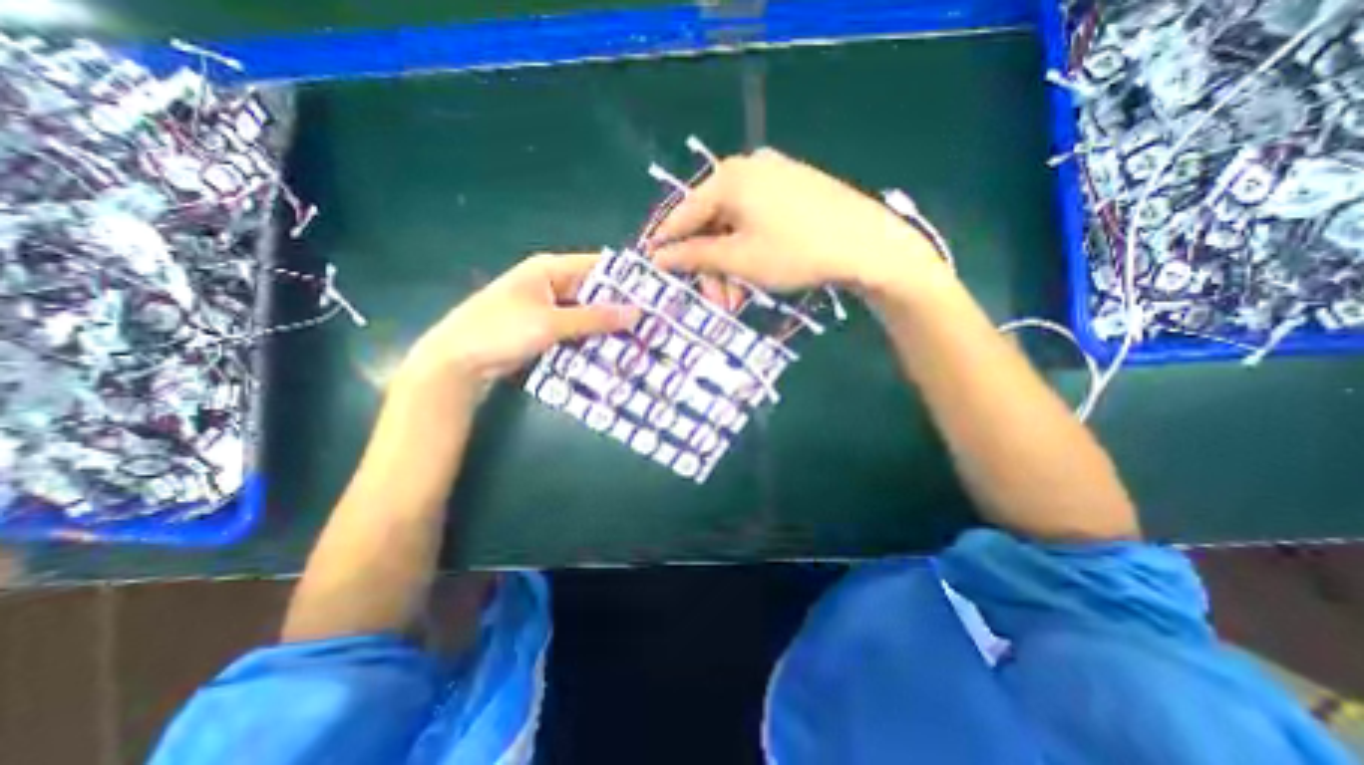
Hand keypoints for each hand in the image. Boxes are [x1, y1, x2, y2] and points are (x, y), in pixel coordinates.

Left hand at [400, 253, 641, 387]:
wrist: (457, 362)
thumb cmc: (501, 331)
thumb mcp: (550, 323)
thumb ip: (594, 318)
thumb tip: (636, 312)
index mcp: (549, 269)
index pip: (596, 266)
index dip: (624, 278)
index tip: (654, 293)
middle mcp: (550, 284)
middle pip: (593, 291)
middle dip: (619, 306)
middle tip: (652, 320)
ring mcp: (547, 308)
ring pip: (586, 313)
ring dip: (607, 325)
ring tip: (640, 337)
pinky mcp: (544, 330)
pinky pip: (576, 330)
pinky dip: (591, 338)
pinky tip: (613, 349)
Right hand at [650, 147, 951, 295]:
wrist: (867, 245)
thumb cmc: (794, 252)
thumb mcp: (738, 259)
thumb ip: (694, 256)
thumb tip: (659, 257)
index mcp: (728, 178)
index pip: (684, 213)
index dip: (667, 243)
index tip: (654, 266)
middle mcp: (748, 169)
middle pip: (712, 222)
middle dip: (710, 266)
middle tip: (716, 301)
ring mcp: (775, 176)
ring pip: (735, 226)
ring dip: (730, 264)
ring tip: (738, 298)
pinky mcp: (795, 189)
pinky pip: (757, 221)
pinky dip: (749, 249)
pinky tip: (755, 273)